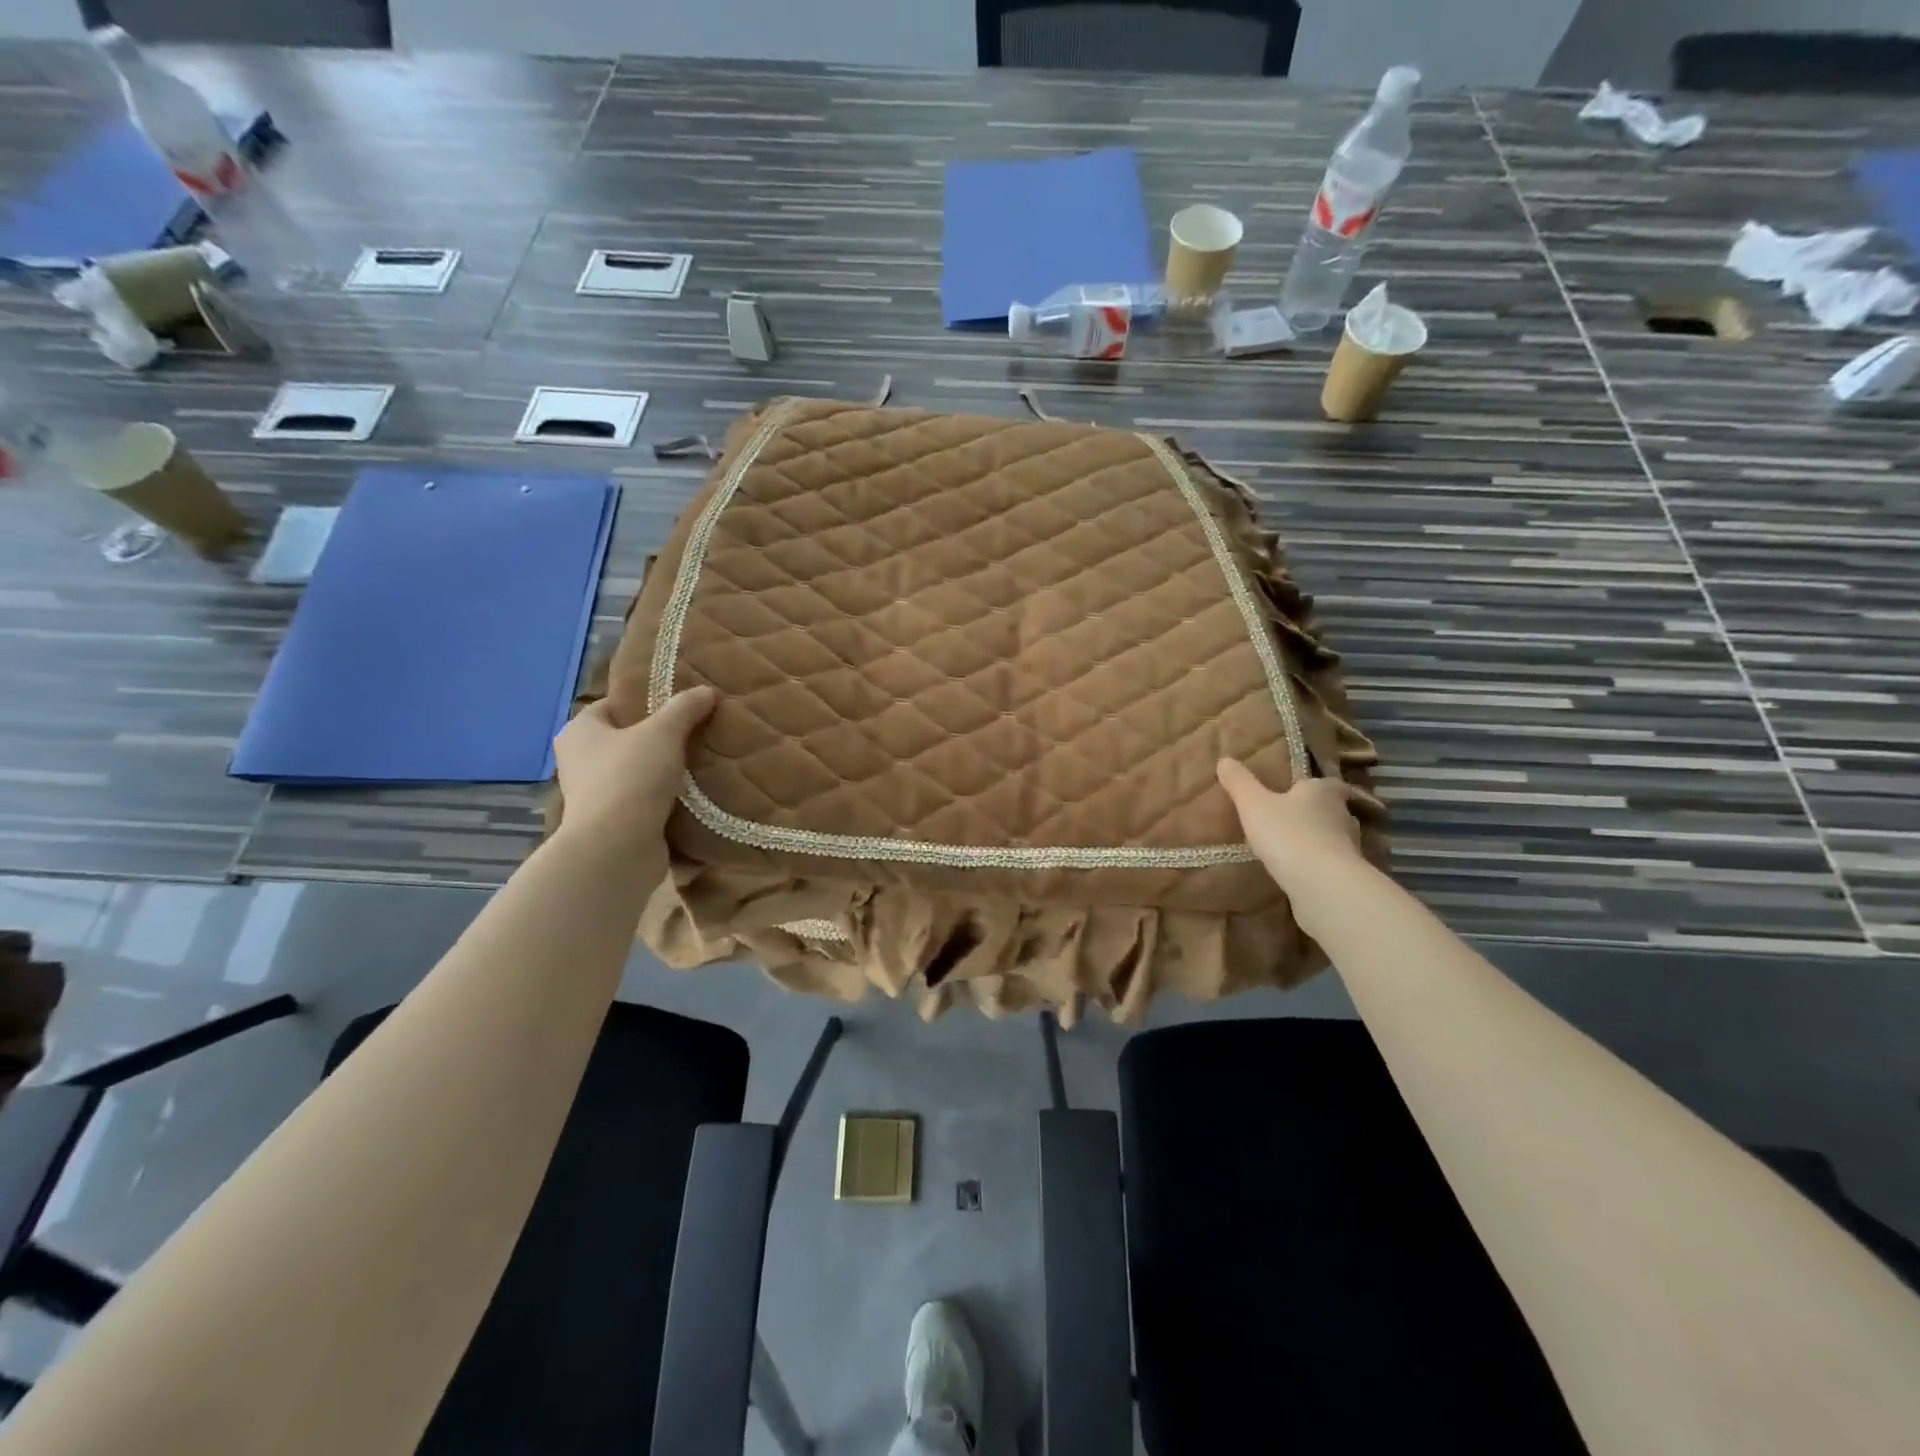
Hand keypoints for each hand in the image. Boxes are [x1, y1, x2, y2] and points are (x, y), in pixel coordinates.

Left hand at [555, 687, 716, 858]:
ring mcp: (596, 797)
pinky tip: (698, 795)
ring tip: (704, 762)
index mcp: (579, 733)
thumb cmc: (630, 778)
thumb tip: (706, 691)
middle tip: (698, 731)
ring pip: (639, 774)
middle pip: (627, 741)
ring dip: (667, 772)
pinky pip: (647, 804)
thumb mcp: (663, 733)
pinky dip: (669, 801)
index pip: (612, 706)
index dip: (644, 701)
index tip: (679, 704)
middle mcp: (581, 763)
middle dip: (661, 739)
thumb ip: (685, 708)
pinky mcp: (615, 825)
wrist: (618, 849)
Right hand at [1217, 759, 1372, 902]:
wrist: (1323, 884)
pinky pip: (1331, 865)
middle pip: (1333, 810)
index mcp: (1322, 793)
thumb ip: (1240, 783)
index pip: (1330, 783)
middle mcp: (1342, 815)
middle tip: (1292, 818)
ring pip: (1334, 838)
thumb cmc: (1288, 834)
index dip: (1318, 786)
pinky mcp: (1347, 876)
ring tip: (1292, 847)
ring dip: (1318, 840)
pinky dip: (1319, 866)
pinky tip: (1300, 873)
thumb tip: (1224, 760)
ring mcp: (1350, 848)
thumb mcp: (1253, 805)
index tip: (1303, 790)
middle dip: (1316, 813)